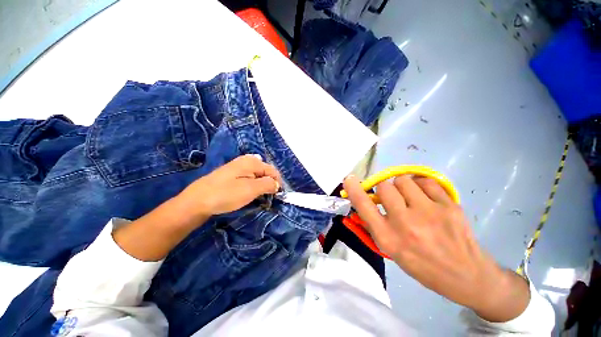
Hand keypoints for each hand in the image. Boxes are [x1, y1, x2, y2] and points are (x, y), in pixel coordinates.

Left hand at [178, 154, 281, 218]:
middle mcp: (247, 160)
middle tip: (264, 198)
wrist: (197, 201)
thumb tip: (277, 184)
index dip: (276, 183)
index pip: (273, 171)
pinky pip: (249, 179)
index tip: (275, 196)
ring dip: (260, 186)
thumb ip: (268, 184)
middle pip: (265, 172)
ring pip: (257, 176)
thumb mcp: (251, 189)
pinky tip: (247, 193)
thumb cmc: (226, 194)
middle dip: (268, 184)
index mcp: (253, 161)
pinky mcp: (233, 174)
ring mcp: (238, 167)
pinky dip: (252, 186)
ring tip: (256, 197)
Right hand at [343, 175, 529, 321]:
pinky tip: (425, 197)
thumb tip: (363, 203)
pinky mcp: (449, 205)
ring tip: (409, 197)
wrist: (467, 275)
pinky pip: (425, 181)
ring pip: (403, 180)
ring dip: (401, 186)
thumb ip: (375, 225)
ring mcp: (429, 213)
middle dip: (384, 189)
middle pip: (384, 187)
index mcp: (389, 238)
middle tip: (392, 198)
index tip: (349, 178)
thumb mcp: (391, 250)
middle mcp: (406, 224)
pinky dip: (420, 185)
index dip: (354, 189)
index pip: (364, 206)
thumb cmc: (422, 265)